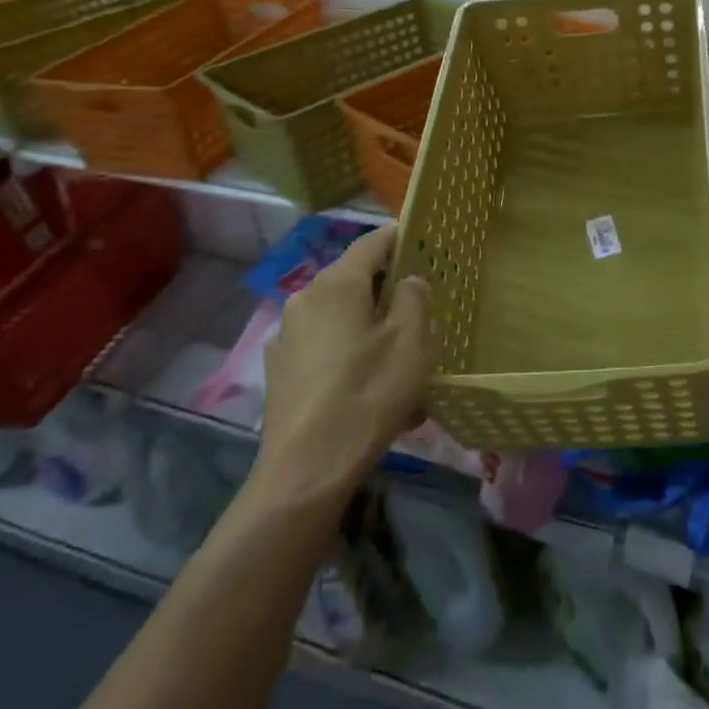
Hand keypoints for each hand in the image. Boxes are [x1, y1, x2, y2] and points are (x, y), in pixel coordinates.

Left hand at [250, 226, 434, 504]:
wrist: (306, 470)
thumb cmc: (368, 393)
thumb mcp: (411, 341)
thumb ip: (415, 297)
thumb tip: (408, 281)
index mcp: (337, 284)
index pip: (373, 242)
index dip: (401, 238)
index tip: (426, 244)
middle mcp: (306, 298)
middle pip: (356, 281)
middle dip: (390, 294)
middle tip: (422, 316)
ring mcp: (288, 336)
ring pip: (343, 318)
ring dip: (374, 330)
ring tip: (403, 366)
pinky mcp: (282, 371)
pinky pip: (327, 349)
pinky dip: (352, 357)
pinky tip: (373, 393)